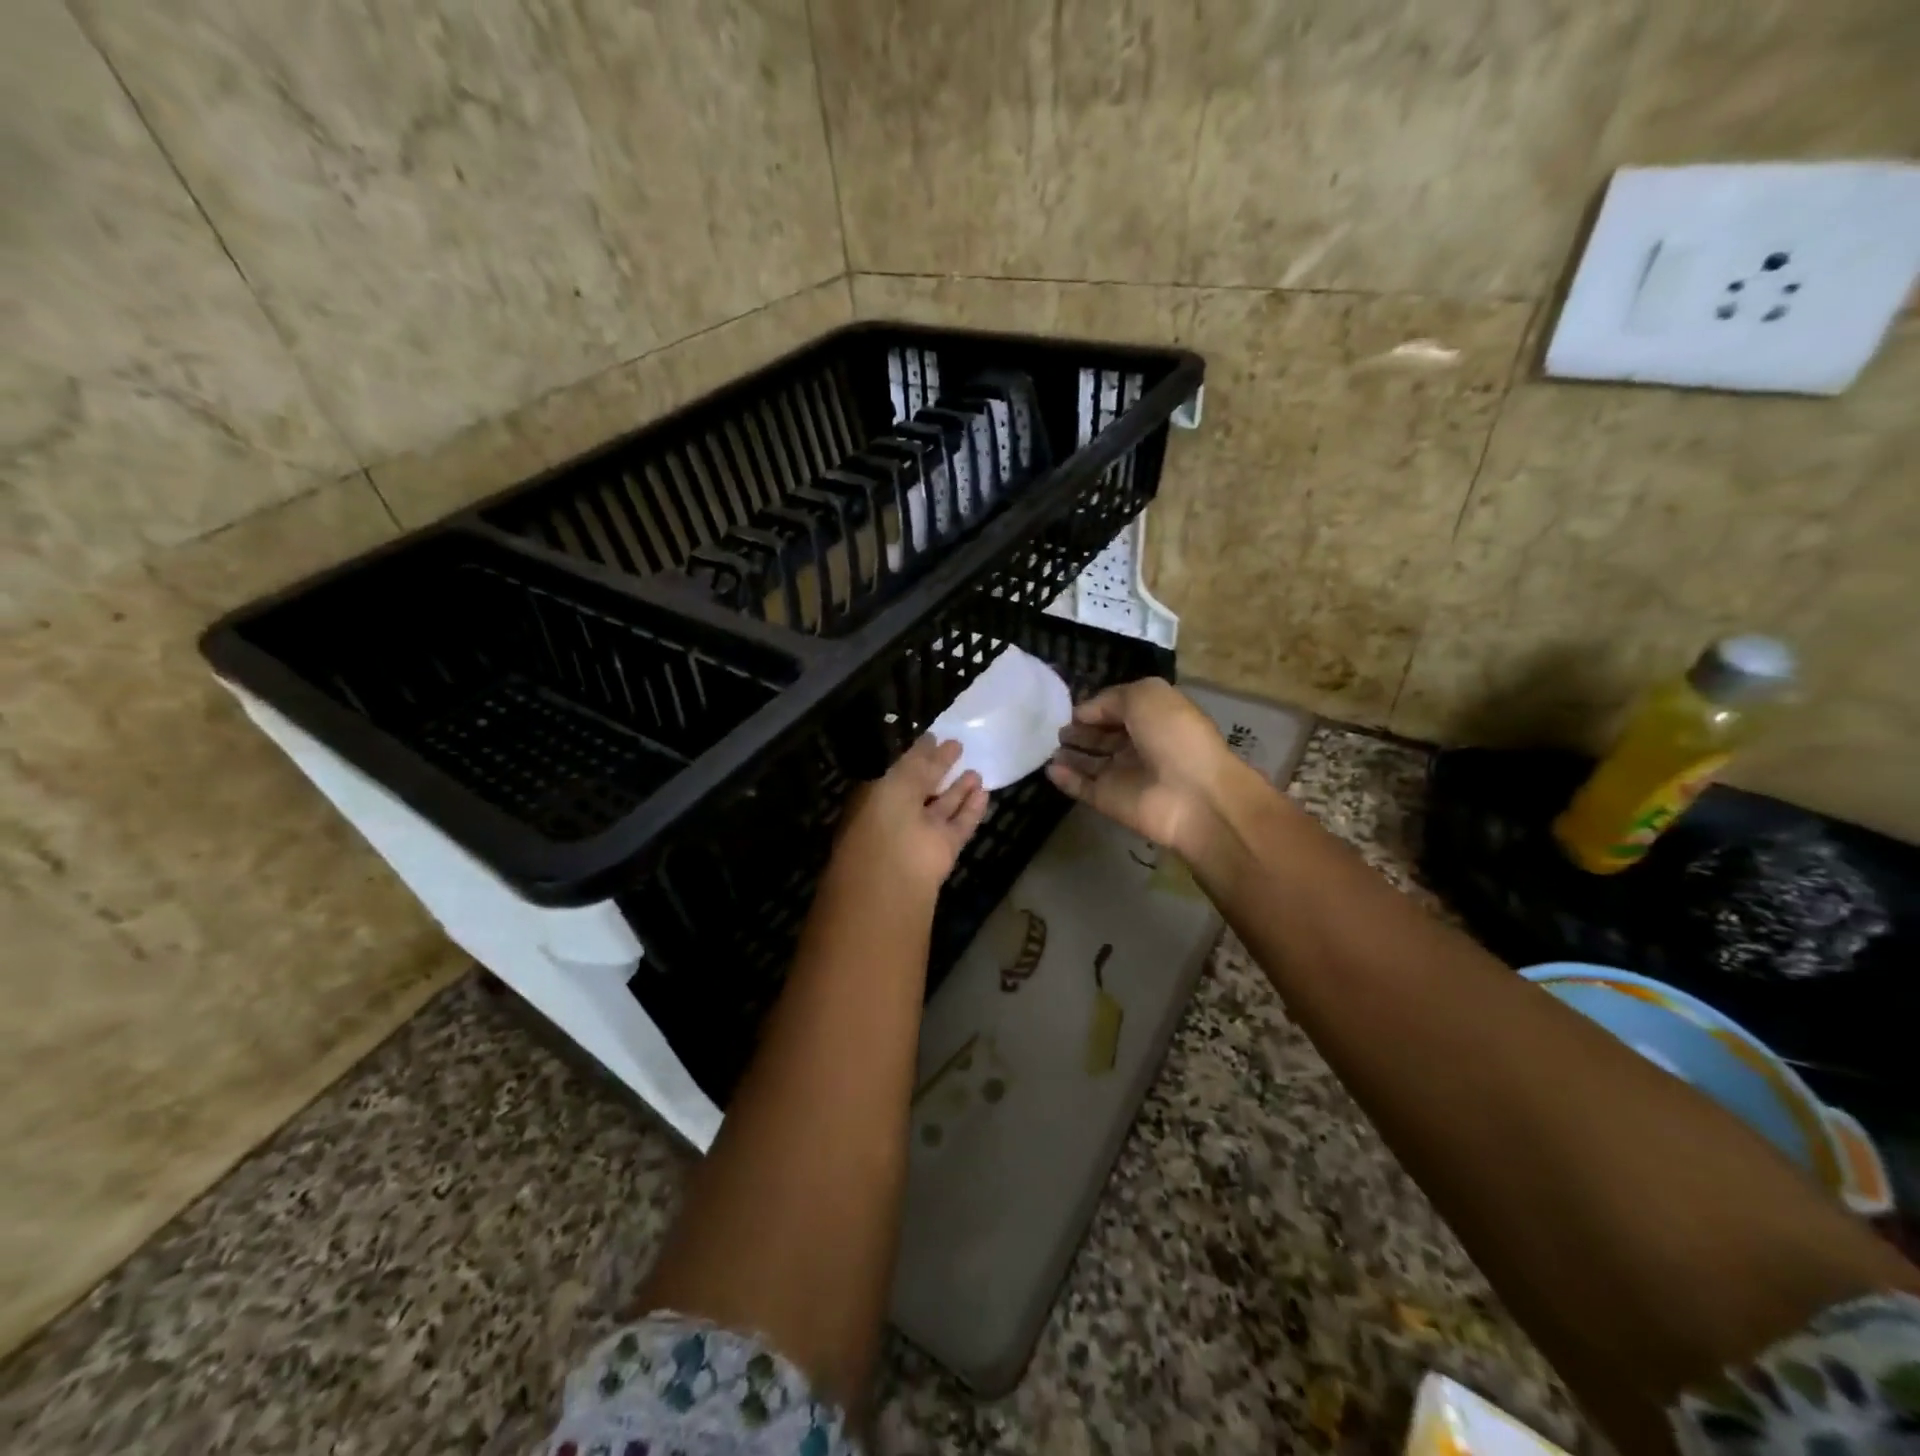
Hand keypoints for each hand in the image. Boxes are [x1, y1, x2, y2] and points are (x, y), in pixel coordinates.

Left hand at [827, 736, 988, 903]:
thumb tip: (932, 741)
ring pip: (943, 807)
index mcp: (878, 798)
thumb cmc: (884, 819)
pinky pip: (960, 825)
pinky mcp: (945, 850)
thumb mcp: (897, 781)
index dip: (918, 755)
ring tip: (976, 769)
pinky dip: (972, 810)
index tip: (935, 736)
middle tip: (959, 746)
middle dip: (939, 769)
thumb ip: (917, 762)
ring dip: (959, 789)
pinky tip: (985, 792)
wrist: (894, 875)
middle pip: (923, 789)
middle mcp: (898, 816)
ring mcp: (922, 835)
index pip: (900, 772)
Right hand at [1046, 678, 1239, 854]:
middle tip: (1051, 727)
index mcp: (1152, 718)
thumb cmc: (1174, 735)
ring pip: (1089, 761)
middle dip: (1077, 730)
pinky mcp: (1109, 801)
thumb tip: (1082, 713)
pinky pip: (1082, 787)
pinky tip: (1049, 768)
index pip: (1115, 709)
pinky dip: (1065, 779)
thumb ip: (1109, 699)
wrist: (1193, 795)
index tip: (1066, 706)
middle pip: (1100, 736)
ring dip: (1068, 753)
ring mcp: (1122, 775)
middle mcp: (1138, 745)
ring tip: (1044, 745)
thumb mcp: (1145, 696)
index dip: (1093, 707)